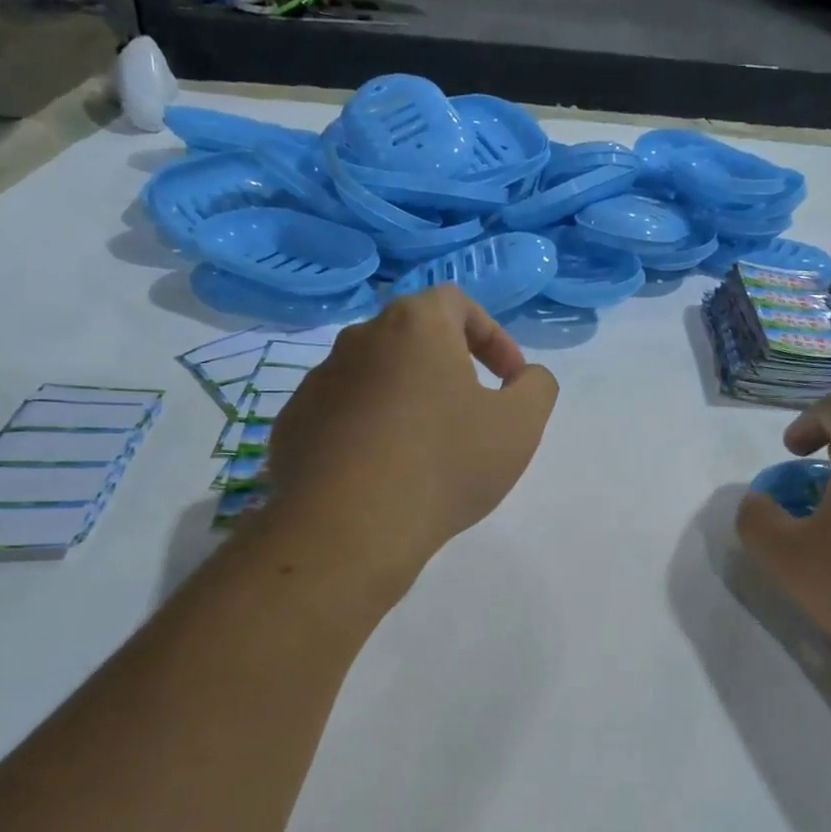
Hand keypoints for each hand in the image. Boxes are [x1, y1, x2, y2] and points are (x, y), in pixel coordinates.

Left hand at [262, 287, 558, 582]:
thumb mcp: (521, 425)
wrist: (348, 528)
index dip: (493, 336)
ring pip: (377, 377)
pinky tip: (386, 473)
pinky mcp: (293, 424)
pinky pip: (344, 414)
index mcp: (414, 326)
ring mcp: (318, 382)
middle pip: (414, 338)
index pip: (457, 303)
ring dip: (409, 399)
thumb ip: (537, 387)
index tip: (509, 380)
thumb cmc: (445, 463)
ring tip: (429, 450)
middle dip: (451, 367)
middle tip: (474, 412)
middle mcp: (359, 340)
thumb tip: (526, 377)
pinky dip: (371, 430)